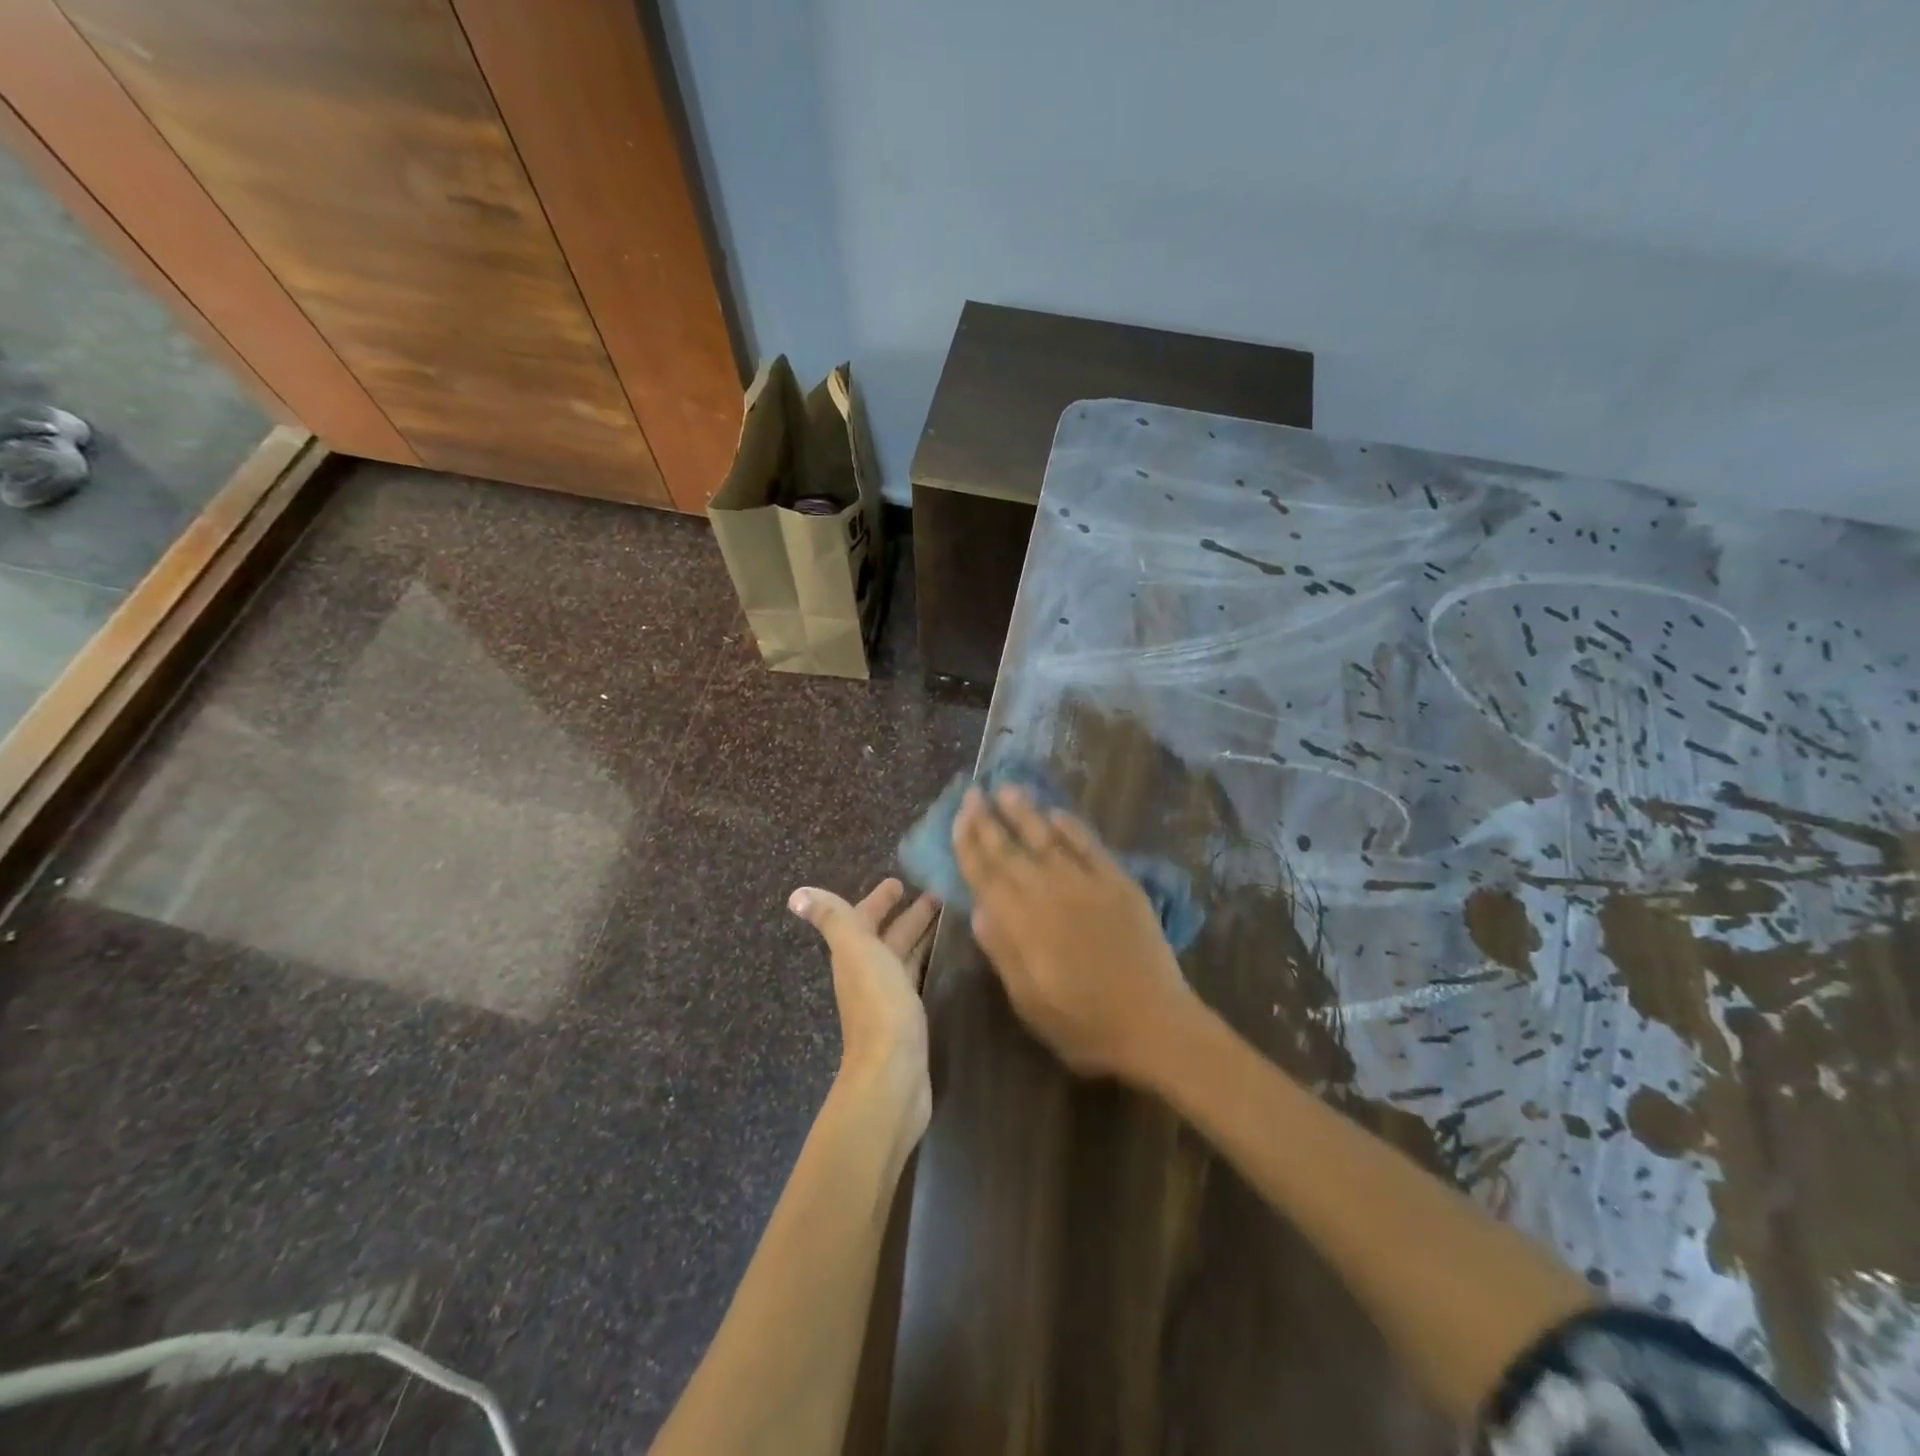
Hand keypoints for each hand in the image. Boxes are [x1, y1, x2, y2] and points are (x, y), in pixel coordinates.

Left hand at [789, 878, 938, 1134]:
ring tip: (947, 918)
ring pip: (903, 957)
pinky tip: (943, 959)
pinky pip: (916, 978)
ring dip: (919, 936)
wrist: (892, 1073)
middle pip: (887, 937)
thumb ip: (833, 919)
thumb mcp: (855, 951)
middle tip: (937, 896)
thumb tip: (796, 894)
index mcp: (854, 955)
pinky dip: (926, 961)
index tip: (900, 882)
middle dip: (907, 915)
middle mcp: (867, 974)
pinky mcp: (908, 1018)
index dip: (879, 900)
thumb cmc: (877, 1004)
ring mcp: (888, 998)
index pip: (864, 918)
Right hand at [953, 785, 1196, 1082]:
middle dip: (988, 821)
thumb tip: (978, 909)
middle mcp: (1048, 893)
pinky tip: (1057, 813)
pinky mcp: (1118, 882)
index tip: (958, 818)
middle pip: (1011, 850)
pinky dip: (1072, 827)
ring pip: (1047, 838)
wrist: (1152, 1023)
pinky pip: (1089, 846)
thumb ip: (1003, 951)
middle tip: (973, 794)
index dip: (969, 845)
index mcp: (1022, 923)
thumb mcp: (1028, 1001)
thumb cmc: (1082, 1023)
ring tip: (1008, 788)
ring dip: (1025, 812)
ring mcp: (1085, 883)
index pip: (986, 875)